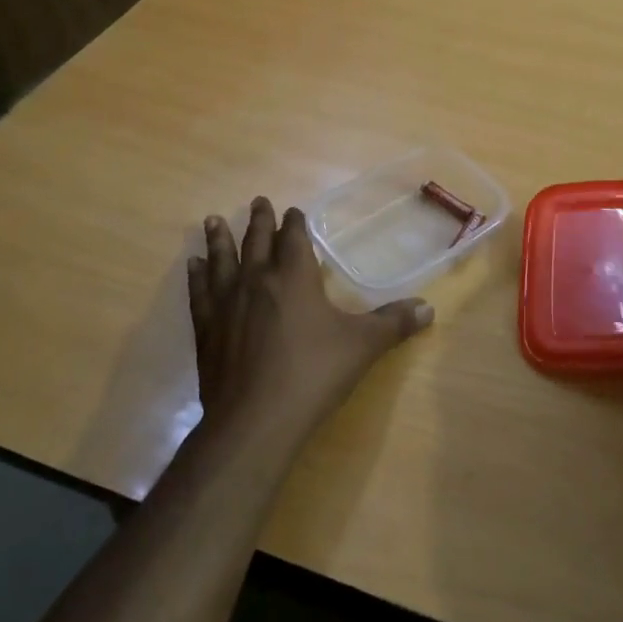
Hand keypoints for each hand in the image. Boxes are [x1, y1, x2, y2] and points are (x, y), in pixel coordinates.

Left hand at [187, 197, 432, 445]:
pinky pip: (199, 293)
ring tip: (213, 220)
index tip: (294, 211)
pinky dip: (196, 276)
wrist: (256, 420)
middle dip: (259, 220)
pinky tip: (192, 265)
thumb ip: (394, 324)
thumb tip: (429, 308)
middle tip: (257, 201)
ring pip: (222, 260)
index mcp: (294, 277)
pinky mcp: (207, 330)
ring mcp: (227, 304)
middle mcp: (258, 280)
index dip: (295, 222)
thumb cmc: (313, 374)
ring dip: (219, 239)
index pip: (294, 237)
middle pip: (256, 241)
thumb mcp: (362, 347)